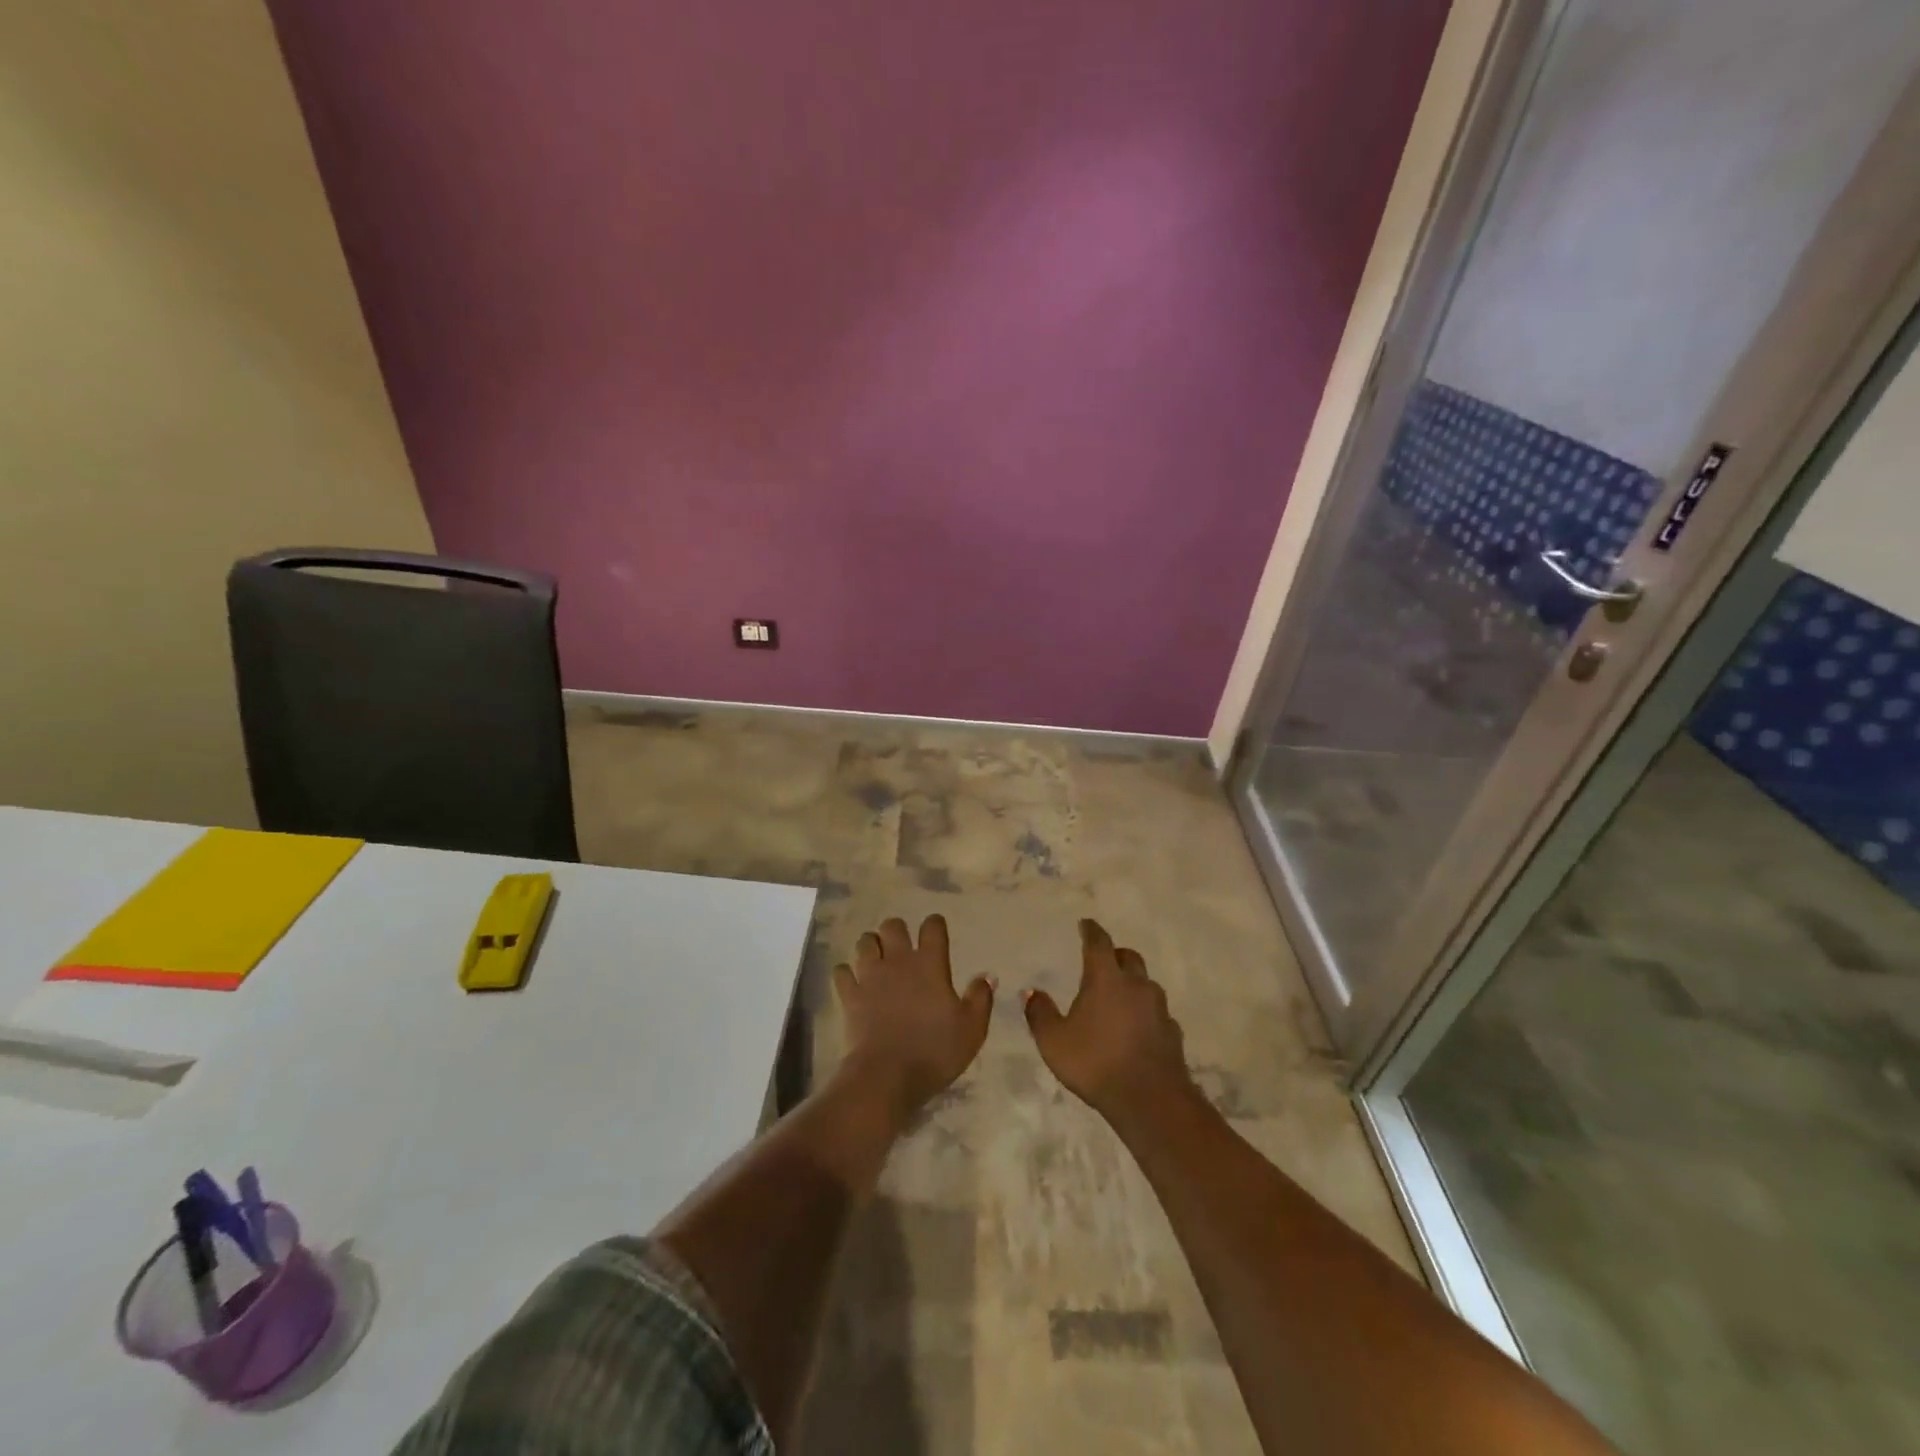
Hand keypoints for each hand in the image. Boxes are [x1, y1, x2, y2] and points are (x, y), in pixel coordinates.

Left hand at [833, 915, 993, 1119]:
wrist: (887, 1076)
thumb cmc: (935, 1051)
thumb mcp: (972, 1029)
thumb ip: (980, 998)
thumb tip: (987, 975)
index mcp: (930, 964)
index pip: (932, 927)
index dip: (935, 925)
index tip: (936, 932)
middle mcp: (898, 961)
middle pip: (892, 925)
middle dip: (897, 931)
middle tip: (902, 949)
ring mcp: (870, 976)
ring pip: (865, 942)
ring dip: (871, 946)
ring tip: (877, 961)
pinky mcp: (849, 995)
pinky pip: (842, 971)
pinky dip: (847, 973)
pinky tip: (854, 982)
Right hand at [1024, 919, 1194, 1127]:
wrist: (1150, 1100)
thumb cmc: (1096, 1062)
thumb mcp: (1054, 1041)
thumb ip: (1040, 1013)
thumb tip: (1031, 992)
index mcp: (1106, 978)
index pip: (1099, 942)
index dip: (1091, 930)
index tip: (1085, 923)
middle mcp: (1136, 985)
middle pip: (1128, 957)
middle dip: (1115, 954)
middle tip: (1102, 961)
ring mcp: (1158, 1008)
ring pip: (1145, 984)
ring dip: (1132, 984)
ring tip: (1117, 998)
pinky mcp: (1172, 1032)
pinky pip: (1156, 1012)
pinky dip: (1144, 1012)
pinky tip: (1135, 1029)